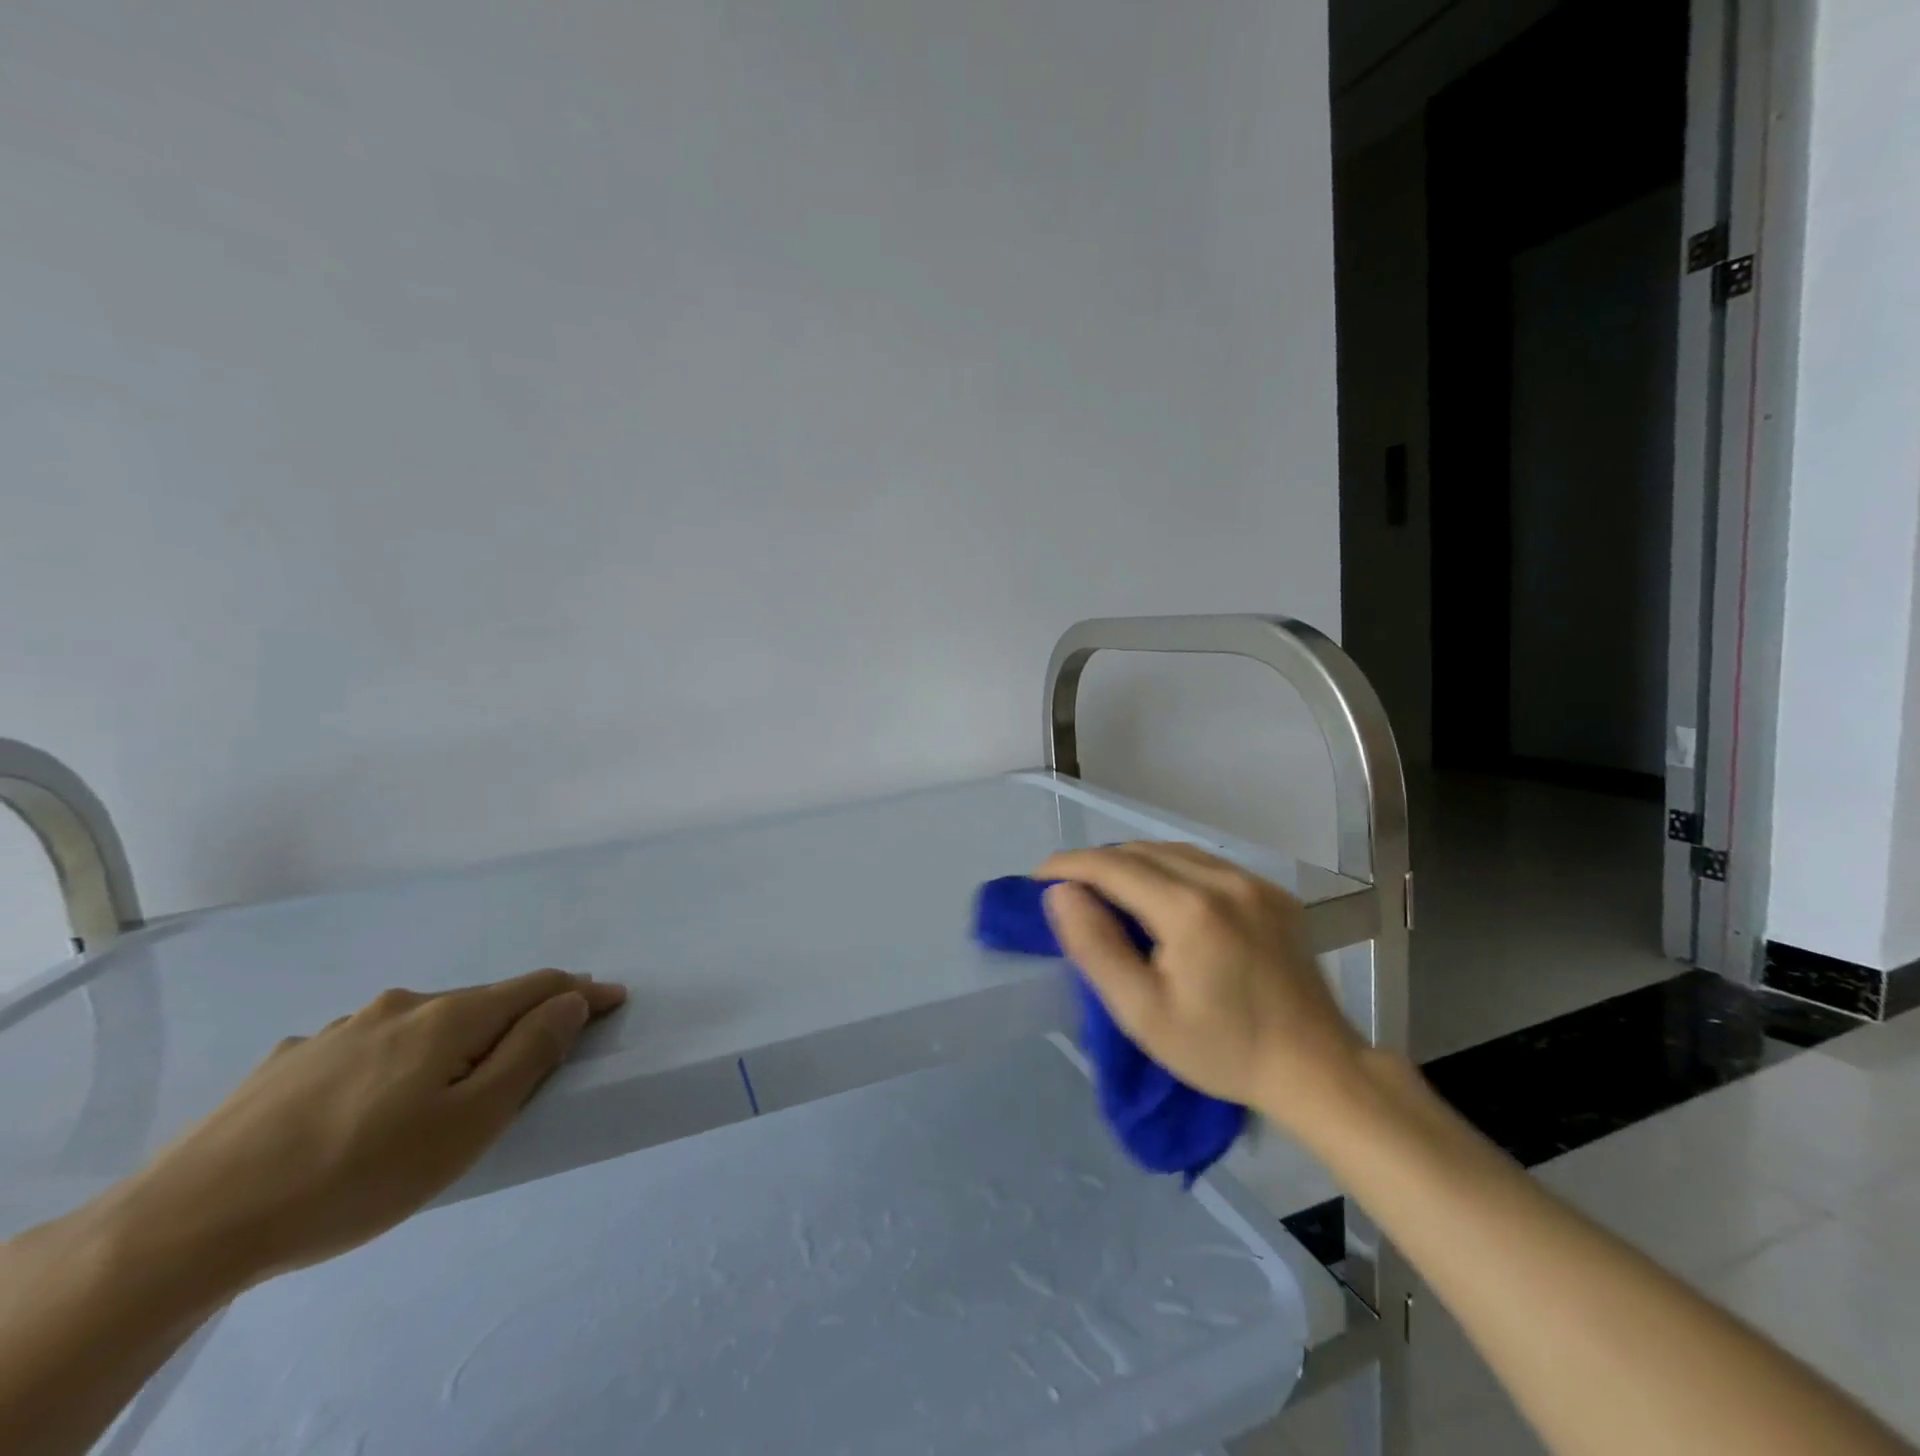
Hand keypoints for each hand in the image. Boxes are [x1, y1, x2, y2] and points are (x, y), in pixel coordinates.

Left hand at [121, 970, 625, 1286]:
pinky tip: (367, 1102)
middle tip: (537, 1056)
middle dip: (519, 1018)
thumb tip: (571, 1001)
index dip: (581, 991)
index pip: (538, 986)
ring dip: (455, 1040)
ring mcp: (340, 1030)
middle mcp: (402, 1007)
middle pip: (481, 1002)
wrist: (186, 1224)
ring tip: (450, 1086)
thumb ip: (529, 1054)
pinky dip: (396, 1059)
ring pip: (422, 1023)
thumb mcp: (468, 1124)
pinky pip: (369, 1046)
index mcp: (450, 1018)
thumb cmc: (357, 1176)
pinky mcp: (291, 1061)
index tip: (614, 999)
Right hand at [1036, 843, 1363, 1124]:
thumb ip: (1096, 947)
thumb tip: (1060, 893)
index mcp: (1189, 908)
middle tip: (1066, 890)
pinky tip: (1159, 895)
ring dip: (1131, 863)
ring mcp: (1253, 882)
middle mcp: (1223, 880)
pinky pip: (1205, 863)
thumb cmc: (1221, 1050)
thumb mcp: (1143, 1013)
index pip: (1111, 866)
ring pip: (1172, 851)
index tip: (1036, 878)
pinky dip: (1168, 869)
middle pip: (1140, 851)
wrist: (1317, 1069)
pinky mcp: (1273, 892)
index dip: (1068, 866)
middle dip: (1096, 864)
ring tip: (1106, 890)